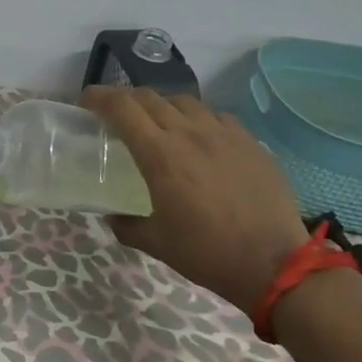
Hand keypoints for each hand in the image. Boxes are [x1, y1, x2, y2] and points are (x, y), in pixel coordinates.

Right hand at [81, 86, 309, 315]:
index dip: (99, 97)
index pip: (122, 108)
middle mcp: (189, 133)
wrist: (274, 264)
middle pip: (149, 97)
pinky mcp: (249, 142)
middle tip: (116, 113)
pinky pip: (216, 116)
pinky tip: (199, 138)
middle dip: (126, 99)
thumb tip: (112, 216)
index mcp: (160, 155)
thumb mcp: (156, 243)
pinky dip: (197, 119)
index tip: (87, 101)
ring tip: (158, 122)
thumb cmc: (207, 253)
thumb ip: (126, 225)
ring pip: (184, 101)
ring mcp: (223, 133)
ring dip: (162, 106)